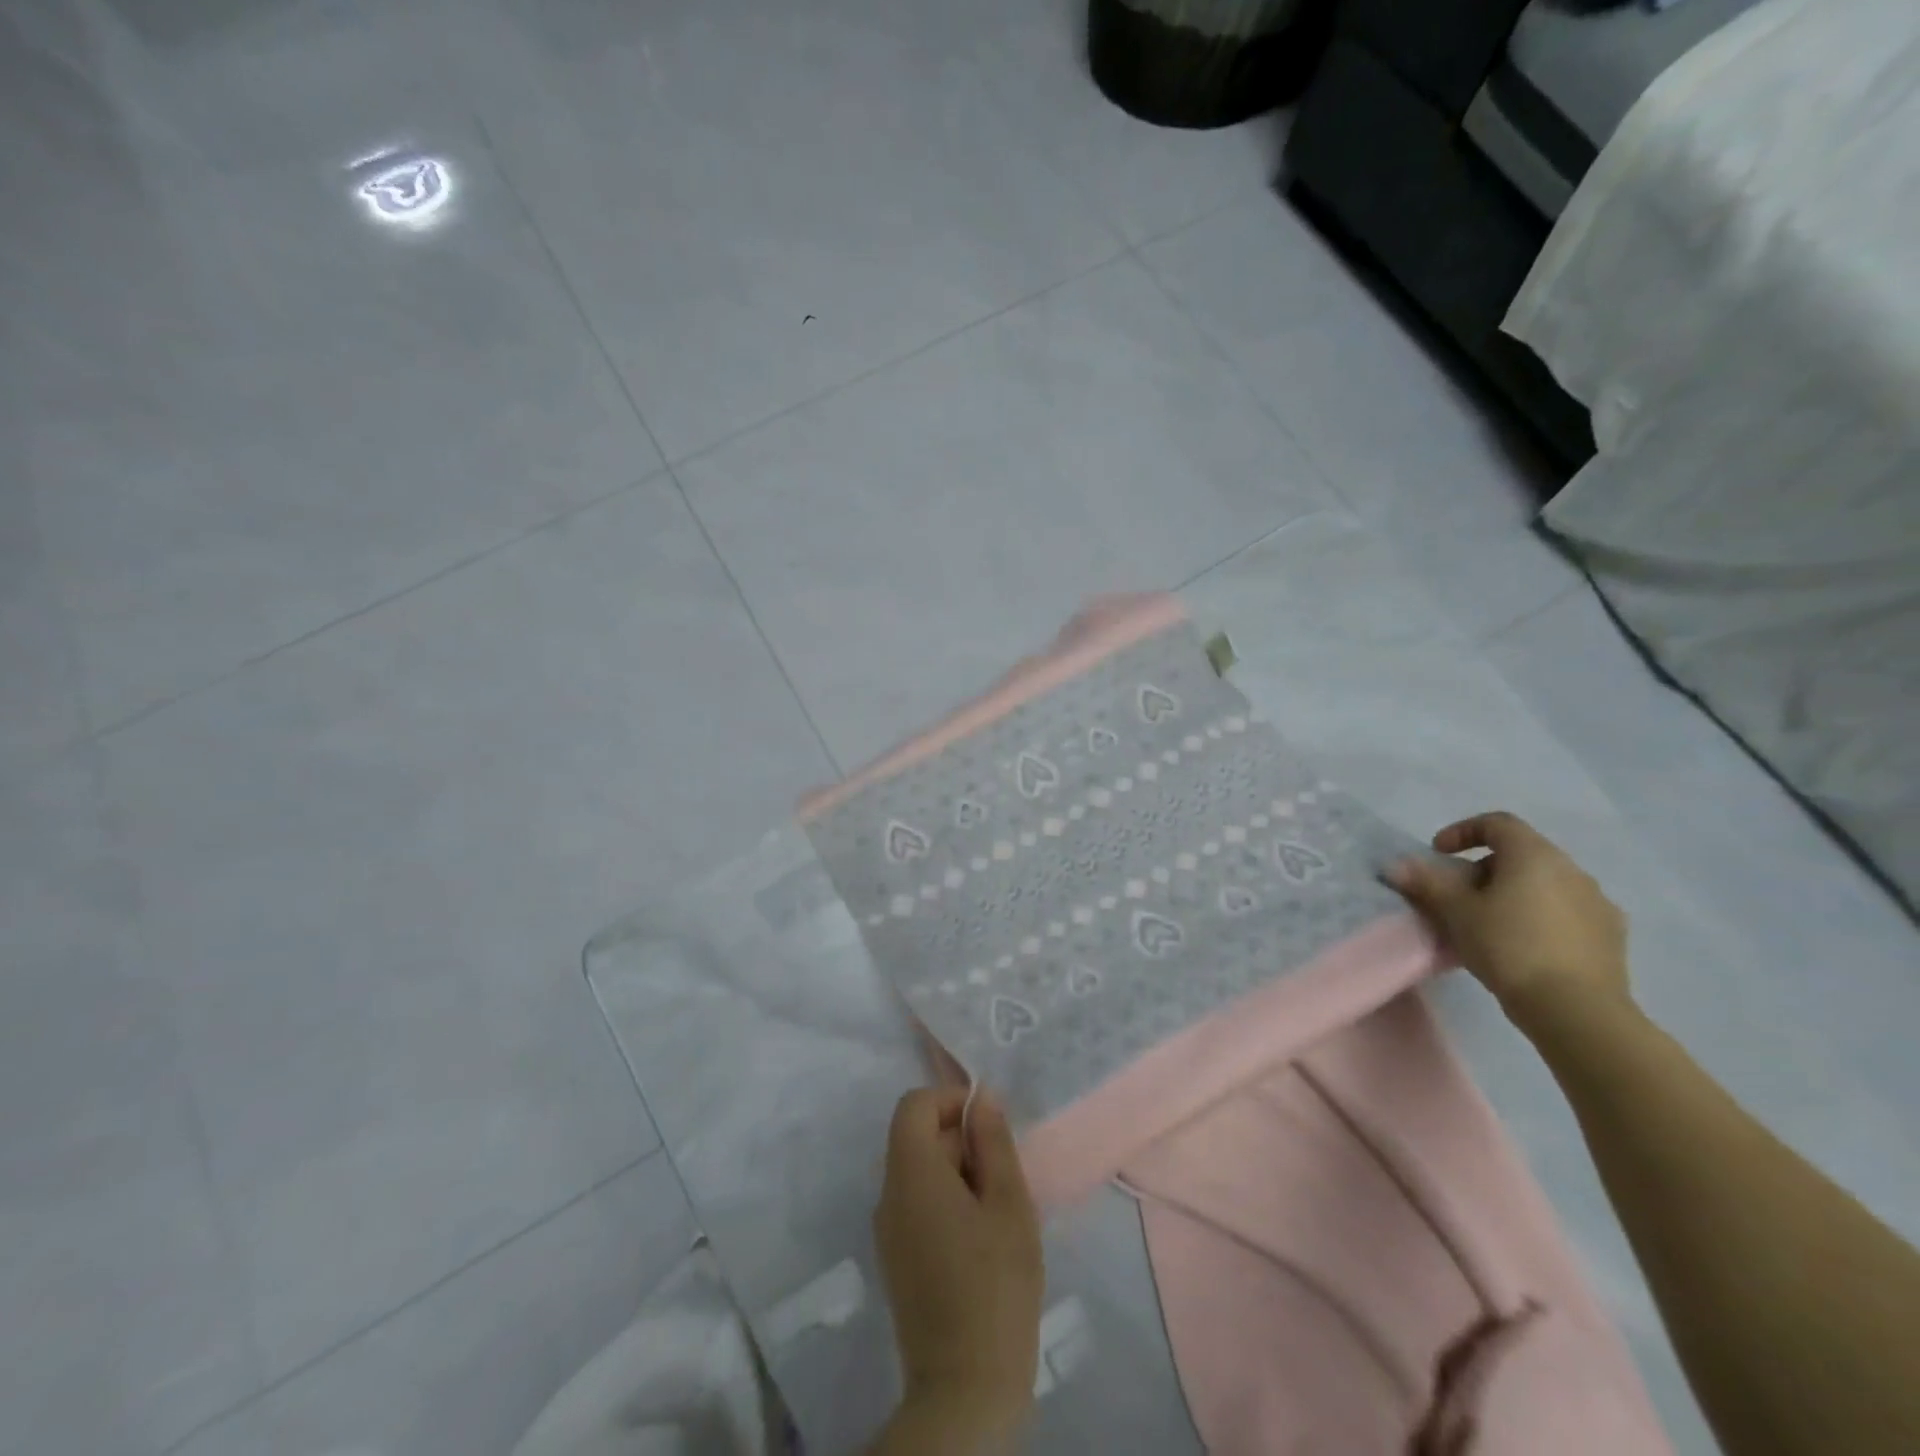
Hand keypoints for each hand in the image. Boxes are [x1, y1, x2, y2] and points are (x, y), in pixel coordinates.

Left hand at [873, 1087, 1042, 1441]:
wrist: (964, 1388)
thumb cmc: (995, 1284)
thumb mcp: (1009, 1203)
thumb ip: (994, 1142)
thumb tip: (983, 1098)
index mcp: (910, 1172)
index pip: (914, 1105)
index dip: (950, 1101)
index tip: (989, 1125)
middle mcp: (888, 1194)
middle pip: (916, 1137)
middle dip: (960, 1139)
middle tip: (1004, 1173)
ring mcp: (887, 1231)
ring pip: (918, 1172)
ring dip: (956, 1171)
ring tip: (997, 1207)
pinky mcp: (895, 1260)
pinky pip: (916, 1205)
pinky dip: (946, 1200)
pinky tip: (981, 1236)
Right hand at [1388, 811, 1632, 1037]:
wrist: (1577, 1010)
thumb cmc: (1509, 947)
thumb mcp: (1457, 912)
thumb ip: (1427, 883)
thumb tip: (1396, 865)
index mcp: (1536, 856)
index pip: (1497, 823)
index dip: (1462, 831)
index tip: (1438, 853)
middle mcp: (1572, 871)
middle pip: (1522, 853)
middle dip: (1485, 867)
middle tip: (1459, 894)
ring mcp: (1597, 903)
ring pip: (1546, 884)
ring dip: (1515, 892)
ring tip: (1490, 922)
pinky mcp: (1611, 936)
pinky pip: (1567, 911)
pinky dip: (1540, 916)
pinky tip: (1525, 945)